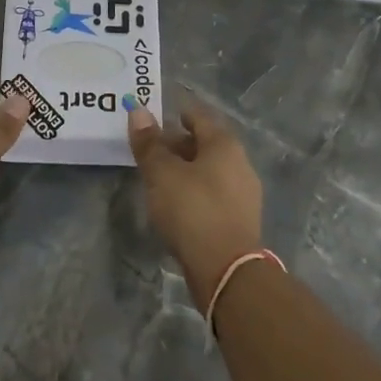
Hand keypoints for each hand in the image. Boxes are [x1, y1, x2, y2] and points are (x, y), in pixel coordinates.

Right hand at [128, 103, 264, 310]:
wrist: (226, 270)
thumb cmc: (192, 210)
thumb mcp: (162, 173)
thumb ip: (149, 143)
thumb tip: (138, 110)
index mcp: (224, 144)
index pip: (198, 115)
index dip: (175, 112)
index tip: (153, 116)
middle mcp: (240, 163)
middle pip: (204, 143)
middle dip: (177, 143)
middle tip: (148, 149)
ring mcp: (242, 193)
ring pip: (208, 170)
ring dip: (184, 169)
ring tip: (156, 178)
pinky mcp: (238, 220)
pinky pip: (212, 193)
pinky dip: (193, 191)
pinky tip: (174, 203)